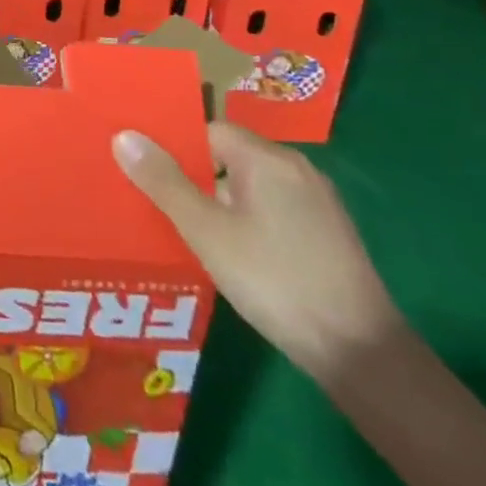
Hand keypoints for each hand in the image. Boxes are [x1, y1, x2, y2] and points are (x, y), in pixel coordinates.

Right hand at [113, 122, 403, 383]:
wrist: (361, 354)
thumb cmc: (274, 280)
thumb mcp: (206, 231)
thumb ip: (164, 182)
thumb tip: (124, 135)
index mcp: (268, 159)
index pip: (207, 131)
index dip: (173, 147)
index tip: (142, 169)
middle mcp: (297, 170)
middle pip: (228, 157)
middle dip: (190, 176)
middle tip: (153, 200)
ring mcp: (317, 204)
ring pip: (249, 187)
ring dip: (216, 203)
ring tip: (182, 229)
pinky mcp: (326, 235)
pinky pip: (270, 210)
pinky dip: (243, 221)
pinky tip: (227, 253)